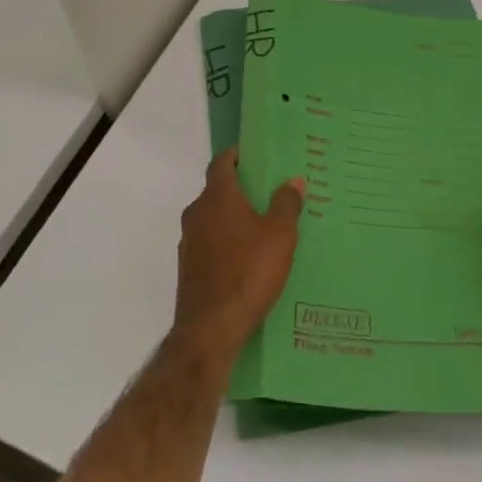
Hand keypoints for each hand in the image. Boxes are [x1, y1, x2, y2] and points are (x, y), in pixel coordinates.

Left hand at [173, 149, 303, 358]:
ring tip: (263, 226)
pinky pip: (210, 244)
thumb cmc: (248, 271)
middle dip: (240, 189)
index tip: (254, 154)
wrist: (210, 328)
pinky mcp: (189, 269)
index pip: (221, 163)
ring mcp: (188, 243)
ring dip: (233, 218)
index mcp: (217, 198)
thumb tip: (293, 180)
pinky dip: (227, 243)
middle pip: (217, 191)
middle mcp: (197, 214)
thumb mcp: (280, 235)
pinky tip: (248, 259)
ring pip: (213, 219)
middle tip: (268, 191)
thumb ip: (286, 204)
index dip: (237, 155)